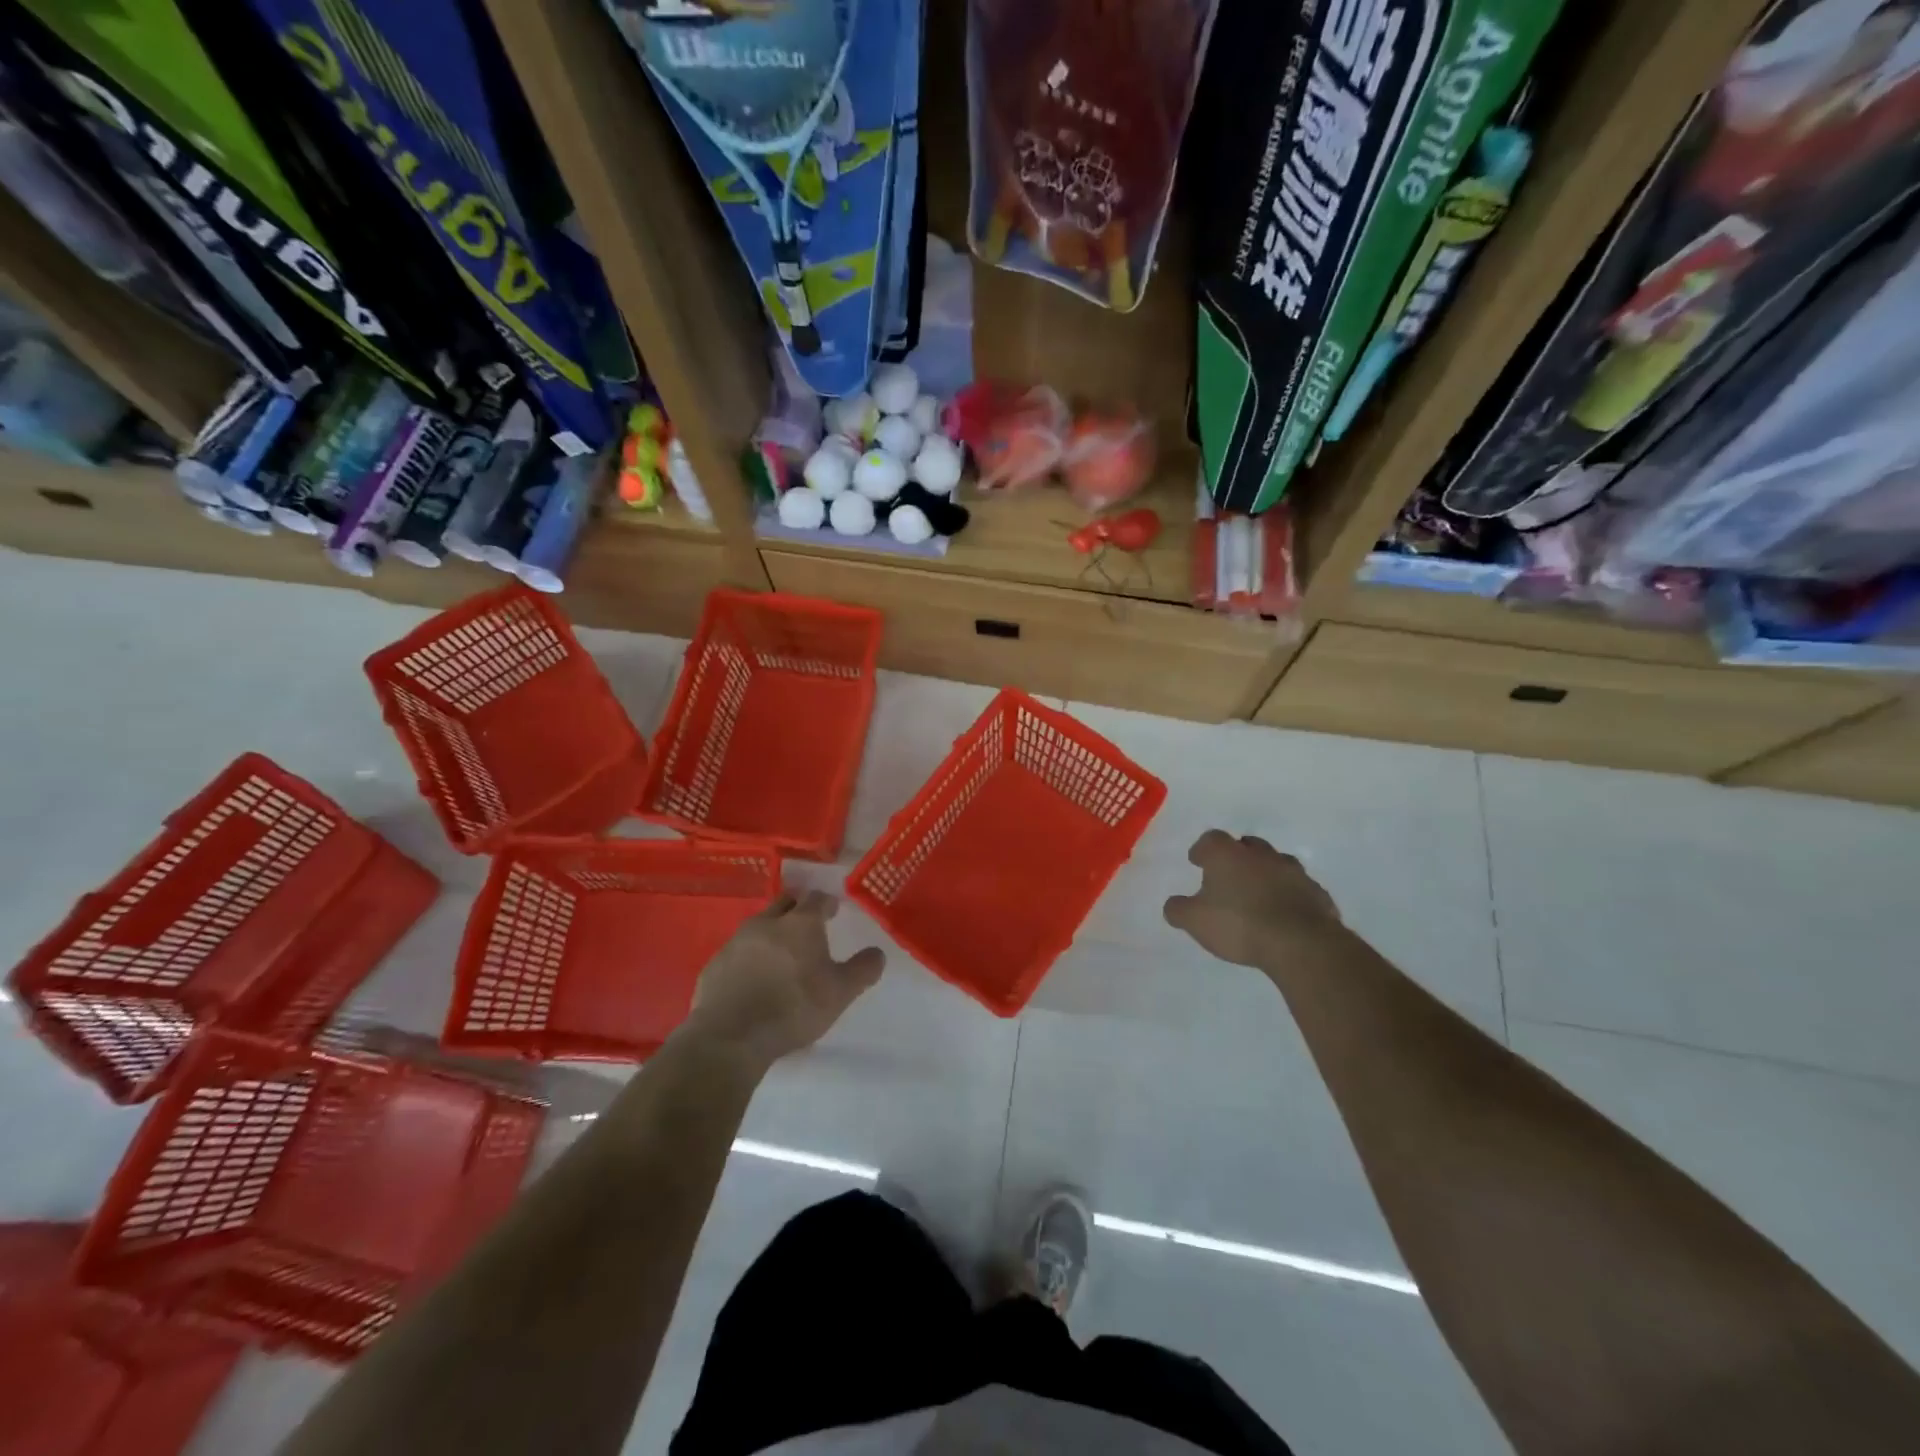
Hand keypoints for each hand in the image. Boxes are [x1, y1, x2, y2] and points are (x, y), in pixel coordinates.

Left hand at [684, 891, 884, 1069]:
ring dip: (771, 932)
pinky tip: (753, 978)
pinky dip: (749, 957)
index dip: (826, 903)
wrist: (731, 1036)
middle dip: (797, 908)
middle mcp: (767, 922)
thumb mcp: (840, 993)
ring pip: (759, 925)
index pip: (817, 898)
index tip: (832, 911)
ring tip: (780, 953)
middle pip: (785, 903)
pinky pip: (737, 951)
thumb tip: (878, 953)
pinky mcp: (715, 964)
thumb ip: (862, 970)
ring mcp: (737, 941)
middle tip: (807, 925)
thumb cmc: (793, 1008)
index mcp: (800, 923)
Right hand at [1163, 830, 1342, 971]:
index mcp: (1227, 855)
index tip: (1197, 861)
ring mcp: (1293, 871)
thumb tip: (1173, 905)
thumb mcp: (1195, 921)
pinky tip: (1284, 913)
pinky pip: (1298, 888)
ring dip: (1266, 874)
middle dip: (1237, 856)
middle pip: (1246, 845)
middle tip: (1228, 876)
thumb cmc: (1239, 924)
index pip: (1211, 839)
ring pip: (1276, 864)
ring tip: (1258, 895)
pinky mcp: (1317, 893)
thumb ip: (1179, 910)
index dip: (1202, 849)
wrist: (1300, 943)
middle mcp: (1260, 855)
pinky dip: (1289, 895)